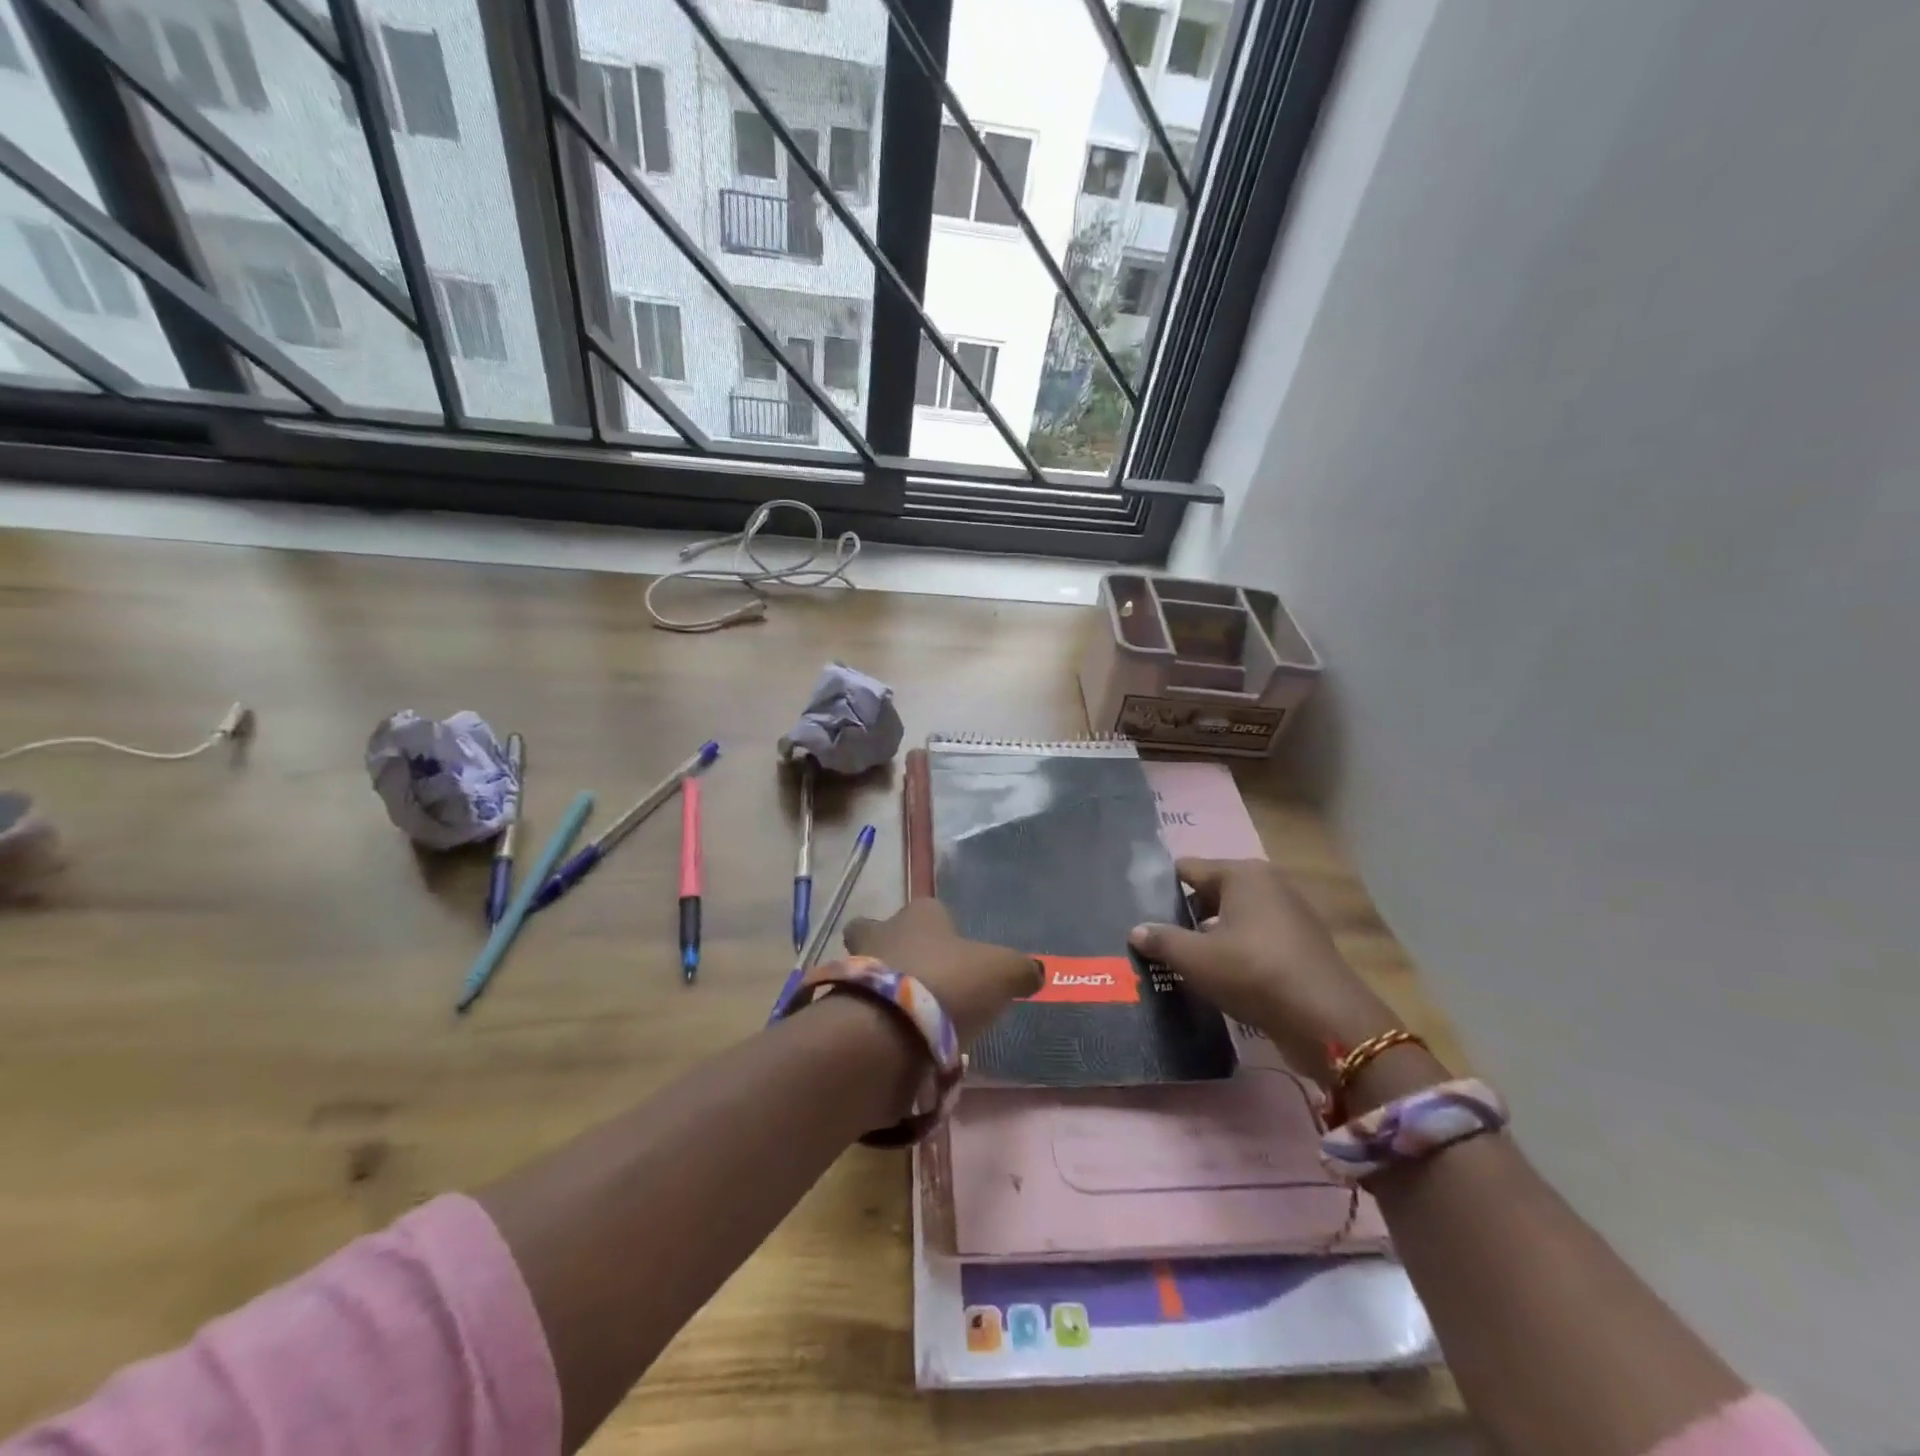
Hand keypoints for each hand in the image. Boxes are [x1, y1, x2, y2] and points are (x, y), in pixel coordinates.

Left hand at [843, 899, 1041, 1044]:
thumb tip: (1036, 972)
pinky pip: (860, 1010)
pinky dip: (875, 1023)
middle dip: (893, 950)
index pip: (930, 909)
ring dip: (884, 991)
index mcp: (920, 914)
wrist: (887, 1030)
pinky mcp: (839, 1007)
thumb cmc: (948, 984)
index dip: (941, 928)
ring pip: (866, 971)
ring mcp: (854, 969)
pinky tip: (897, 1044)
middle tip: (918, 980)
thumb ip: (1020, 970)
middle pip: (879, 931)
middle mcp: (882, 931)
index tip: (955, 953)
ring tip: (913, 1022)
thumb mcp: (1002, 973)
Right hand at [1129, 858, 1399, 1083]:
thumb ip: (1162, 940)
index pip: (1188, 869)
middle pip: (1211, 892)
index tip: (1137, 910)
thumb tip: (1137, 930)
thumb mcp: (1196, 959)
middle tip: (1154, 939)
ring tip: (1179, 960)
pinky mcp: (1301, 945)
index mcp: (1242, 874)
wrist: (1326, 1020)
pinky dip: (1235, 952)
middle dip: (1184, 914)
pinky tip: (1217, 977)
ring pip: (1234, 918)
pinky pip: (1255, 939)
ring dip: (1209, 936)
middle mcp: (1267, 884)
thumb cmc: (1254, 973)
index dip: (1160, 888)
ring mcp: (1289, 914)